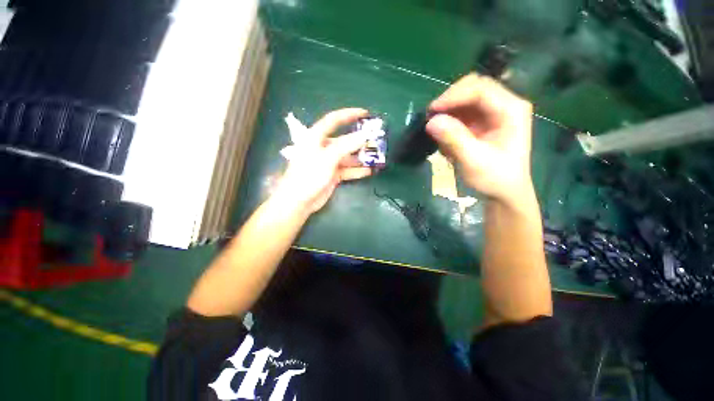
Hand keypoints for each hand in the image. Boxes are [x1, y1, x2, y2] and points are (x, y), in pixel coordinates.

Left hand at [274, 108, 373, 214]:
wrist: (299, 201)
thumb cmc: (309, 175)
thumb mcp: (327, 158)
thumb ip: (346, 146)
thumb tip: (364, 135)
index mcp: (316, 137)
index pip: (334, 120)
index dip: (349, 114)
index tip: (366, 113)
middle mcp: (323, 147)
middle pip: (344, 140)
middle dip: (359, 141)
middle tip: (376, 141)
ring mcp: (328, 162)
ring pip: (347, 156)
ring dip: (361, 158)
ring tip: (376, 158)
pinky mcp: (333, 174)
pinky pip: (347, 170)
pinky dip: (357, 170)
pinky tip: (369, 171)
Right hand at [425, 73, 534, 206]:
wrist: (503, 192)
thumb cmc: (494, 178)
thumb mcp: (473, 161)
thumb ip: (454, 139)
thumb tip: (431, 121)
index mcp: (510, 110)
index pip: (480, 90)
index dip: (453, 96)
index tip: (431, 111)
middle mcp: (503, 105)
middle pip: (473, 88)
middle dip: (450, 101)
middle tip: (432, 118)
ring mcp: (493, 112)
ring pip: (465, 99)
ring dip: (448, 112)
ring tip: (439, 132)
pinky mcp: (483, 121)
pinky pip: (462, 113)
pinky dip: (450, 122)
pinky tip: (446, 138)